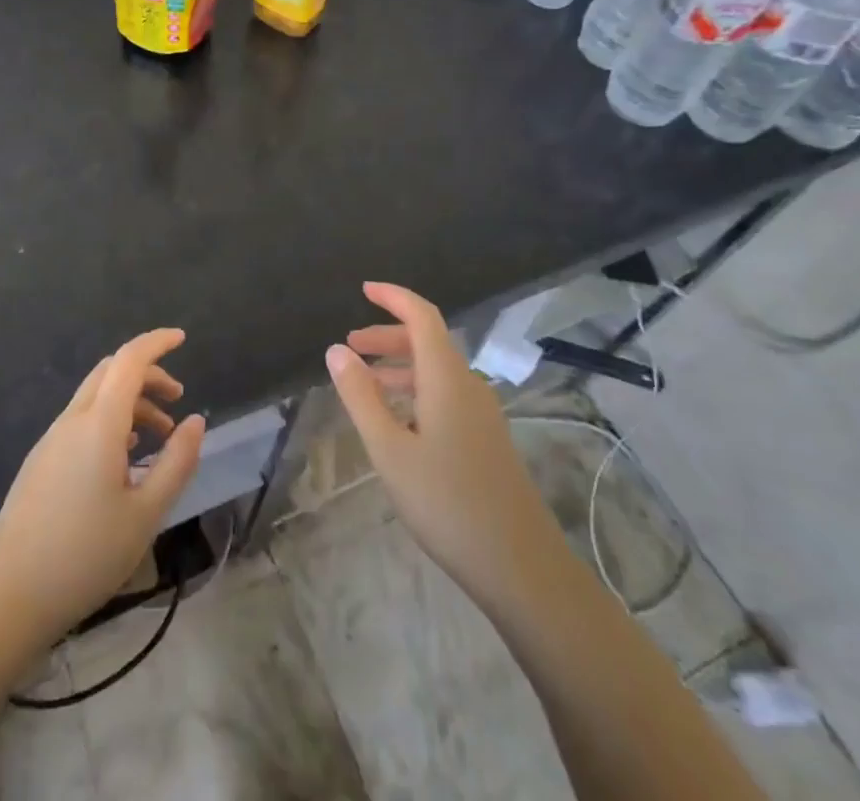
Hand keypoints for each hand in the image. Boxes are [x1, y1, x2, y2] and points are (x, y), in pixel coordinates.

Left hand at [0, 328, 205, 644]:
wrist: (10, 595)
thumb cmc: (85, 555)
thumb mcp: (146, 514)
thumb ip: (176, 462)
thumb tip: (195, 421)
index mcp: (99, 424)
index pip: (129, 361)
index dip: (156, 343)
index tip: (182, 338)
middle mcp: (72, 420)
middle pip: (111, 372)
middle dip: (147, 374)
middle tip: (176, 399)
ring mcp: (52, 439)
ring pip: (96, 397)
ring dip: (130, 401)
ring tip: (159, 435)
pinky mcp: (42, 460)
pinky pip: (82, 420)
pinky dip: (110, 420)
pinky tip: (124, 457)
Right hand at [324, 283, 548, 605]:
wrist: (523, 569)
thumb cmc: (448, 504)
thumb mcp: (389, 450)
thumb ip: (361, 396)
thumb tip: (337, 350)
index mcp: (446, 378)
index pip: (422, 316)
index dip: (394, 297)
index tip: (364, 289)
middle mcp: (468, 386)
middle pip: (428, 341)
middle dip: (387, 335)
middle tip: (350, 346)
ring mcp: (482, 415)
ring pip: (436, 371)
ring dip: (399, 366)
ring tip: (364, 383)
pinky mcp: (486, 441)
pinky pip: (446, 396)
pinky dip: (415, 391)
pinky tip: (397, 422)